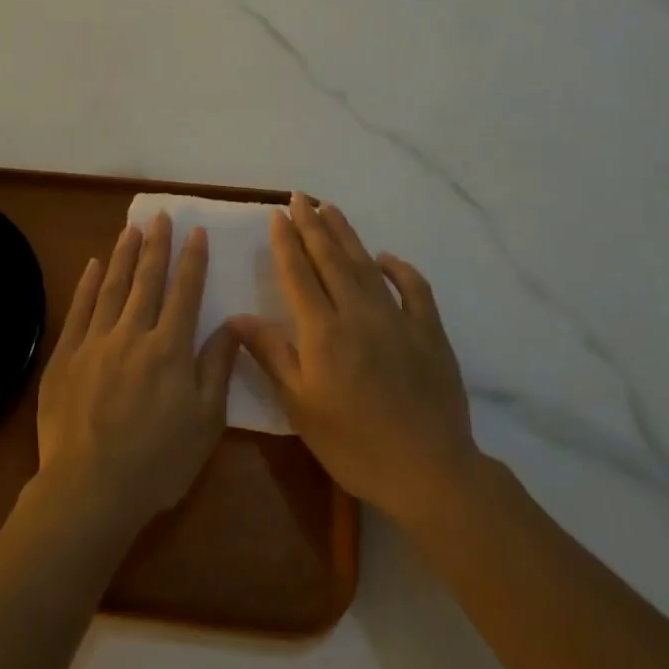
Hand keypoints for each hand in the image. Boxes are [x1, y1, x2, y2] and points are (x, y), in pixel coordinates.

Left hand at [34, 214, 239, 540]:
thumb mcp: (206, 422)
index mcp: (170, 349)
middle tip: (160, 216)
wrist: (90, 489)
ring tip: (131, 228)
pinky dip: (87, 284)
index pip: (185, 292)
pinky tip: (92, 265)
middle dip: (156, 246)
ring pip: (112, 287)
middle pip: (147, 280)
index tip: (196, 231)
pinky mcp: (65, 355)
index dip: (192, 260)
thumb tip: (234, 322)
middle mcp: (133, 334)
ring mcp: (95, 342)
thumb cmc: (158, 462)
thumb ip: (218, 367)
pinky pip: (78, 309)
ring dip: (123, 255)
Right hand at [229, 193, 481, 523]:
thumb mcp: (300, 406)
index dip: (286, 242)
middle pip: (331, 259)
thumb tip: (239, 317)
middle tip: (300, 197)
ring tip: (330, 208)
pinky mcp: (429, 332)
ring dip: (347, 235)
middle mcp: (358, 313)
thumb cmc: (354, 444)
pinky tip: (386, 258)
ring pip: (366, 265)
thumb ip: (272, 355)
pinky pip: (414, 289)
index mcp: (323, 331)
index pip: (299, 274)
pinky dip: (399, 269)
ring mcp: (398, 319)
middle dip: (313, 225)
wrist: (429, 471)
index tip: (277, 214)